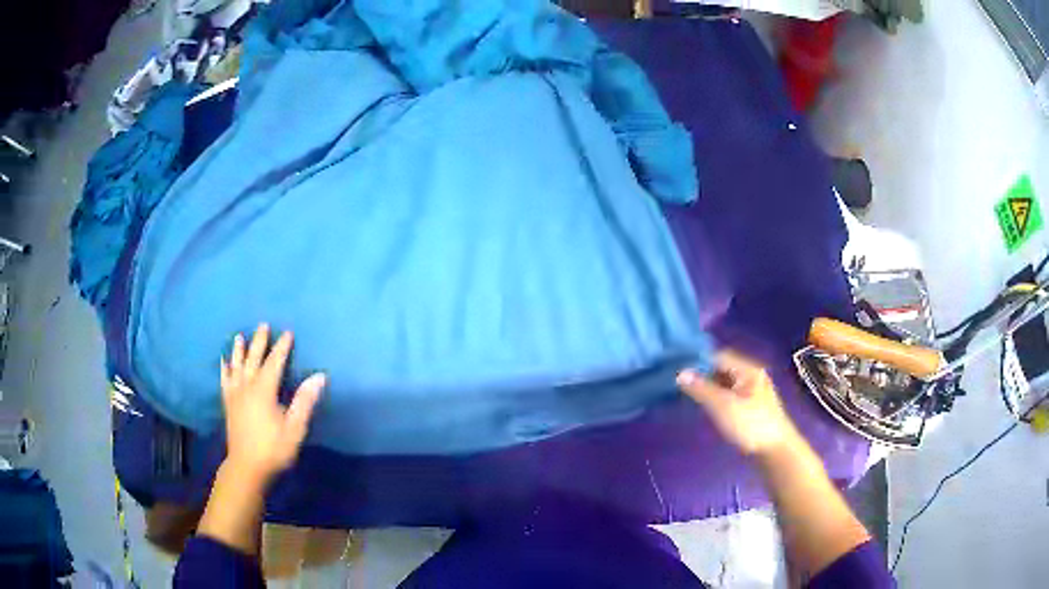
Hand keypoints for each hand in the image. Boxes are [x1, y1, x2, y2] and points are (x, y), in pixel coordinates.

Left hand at [220, 324, 324, 483]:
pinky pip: (225, 380)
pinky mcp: (228, 404)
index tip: (288, 332)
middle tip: (263, 325)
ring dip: (239, 350)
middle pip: (253, 359)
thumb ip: (305, 401)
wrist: (247, 467)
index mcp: (264, 391)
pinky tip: (223, 361)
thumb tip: (319, 375)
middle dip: (259, 342)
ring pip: (236, 366)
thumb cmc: (274, 449)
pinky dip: (224, 369)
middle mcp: (247, 387)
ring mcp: (235, 395)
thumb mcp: (295, 428)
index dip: (281, 347)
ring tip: (239, 336)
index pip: (274, 363)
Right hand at [677, 350, 798, 456]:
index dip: (697, 361)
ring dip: (707, 386)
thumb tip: (679, 373)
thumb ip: (701, 389)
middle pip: (721, 368)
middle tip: (677, 382)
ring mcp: (751, 391)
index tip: (675, 368)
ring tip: (685, 393)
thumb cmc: (750, 425)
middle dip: (700, 373)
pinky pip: (728, 393)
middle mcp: (750, 375)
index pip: (718, 356)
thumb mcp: (723, 406)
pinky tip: (702, 405)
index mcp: (747, 369)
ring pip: (724, 382)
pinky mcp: (750, 406)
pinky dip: (714, 396)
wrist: (775, 451)